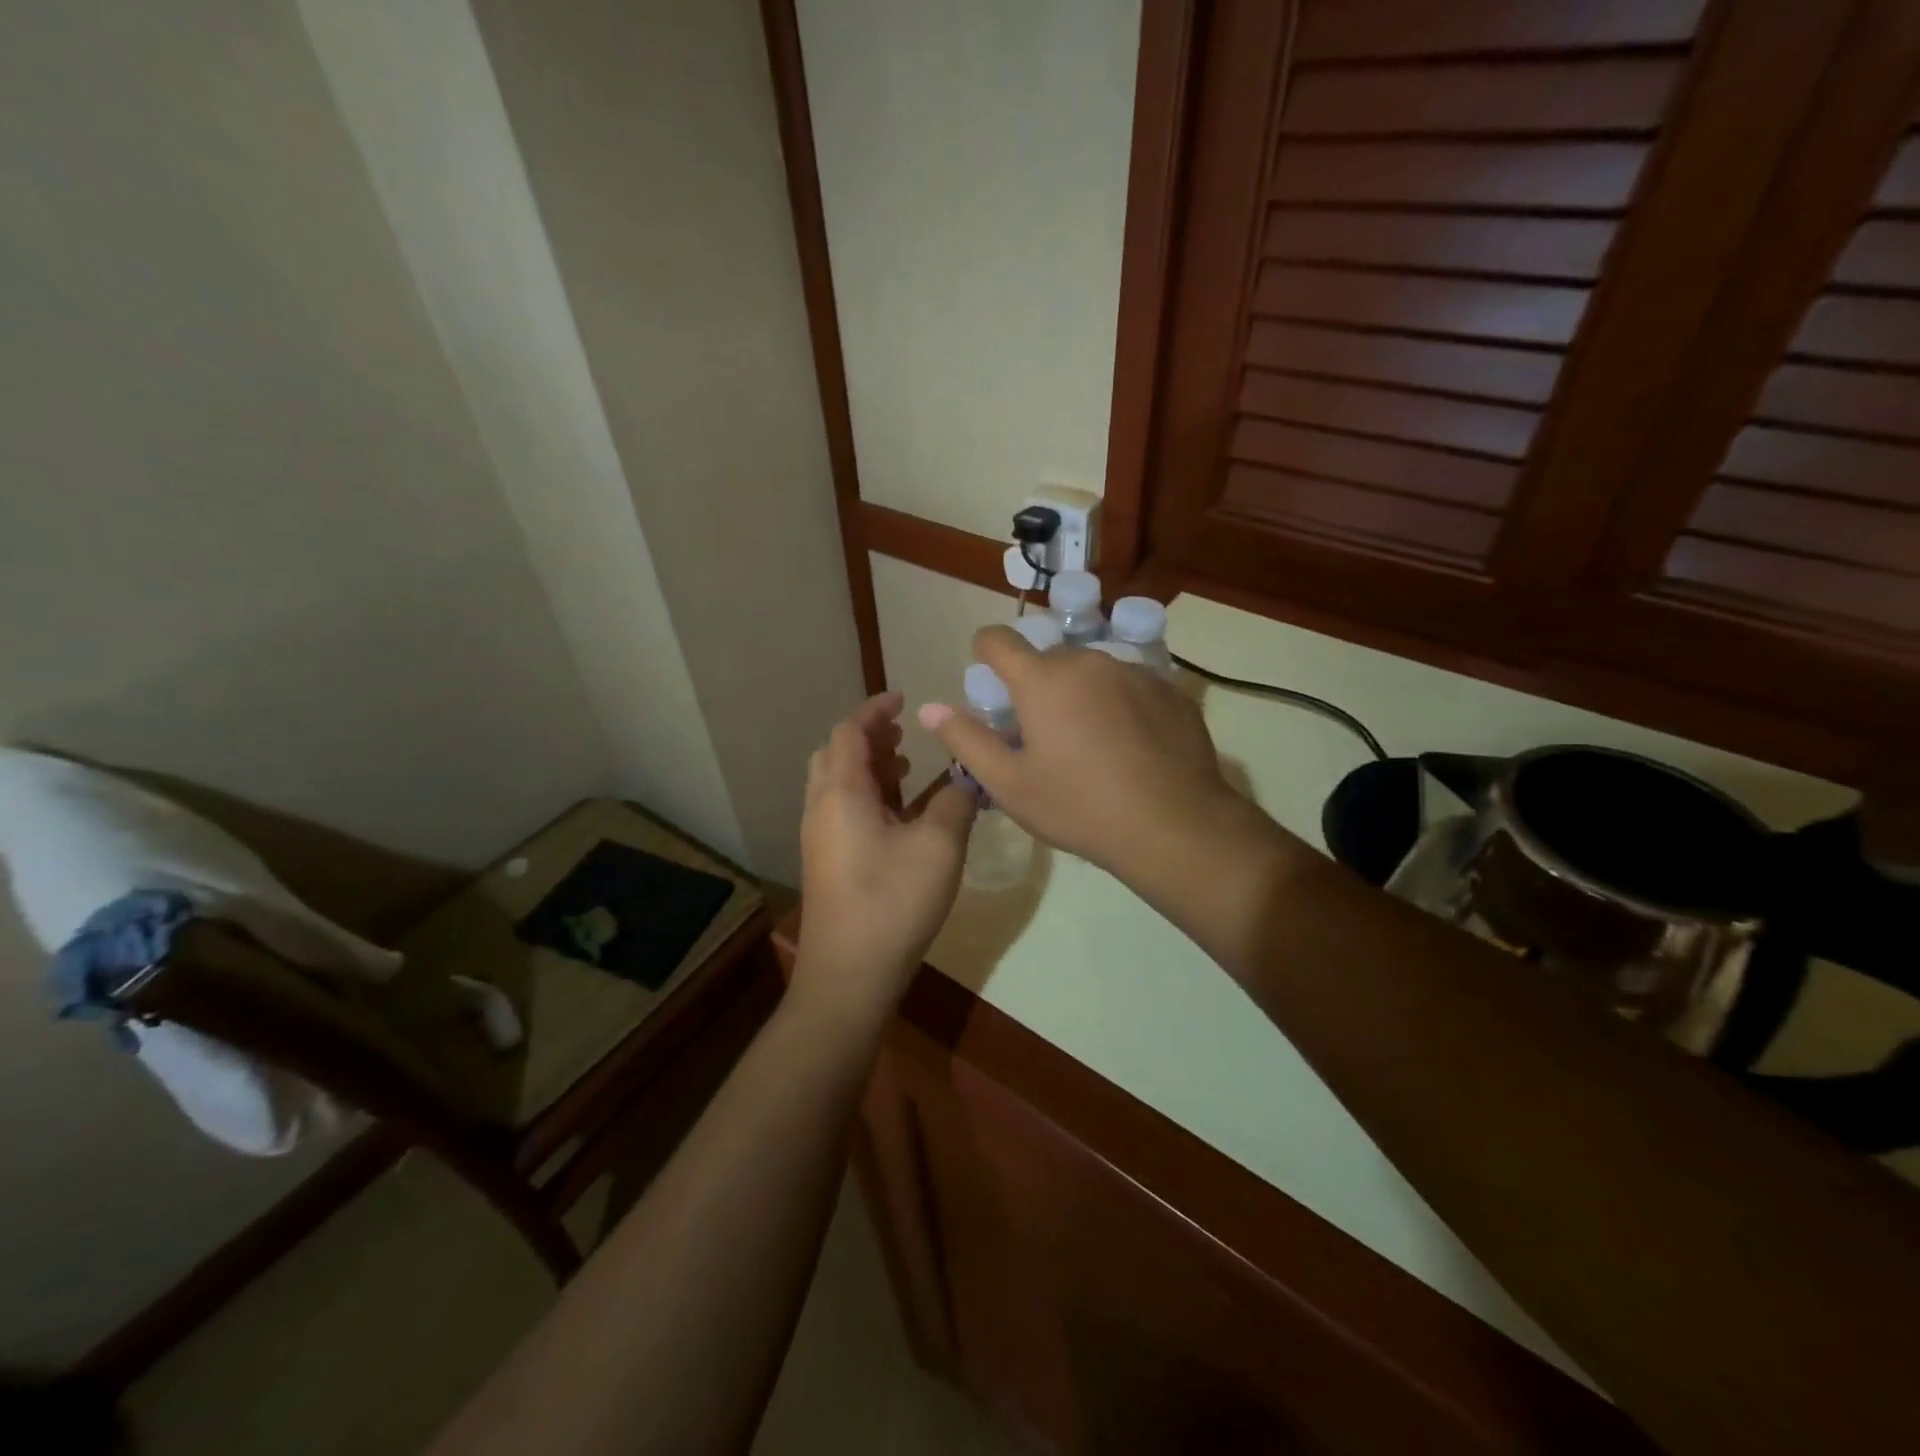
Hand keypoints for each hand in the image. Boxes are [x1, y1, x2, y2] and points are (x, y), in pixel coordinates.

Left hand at [795, 692, 976, 1023]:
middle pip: (837, 754)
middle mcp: (822, 808)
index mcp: (841, 792)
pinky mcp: (827, 862)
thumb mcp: (939, 846)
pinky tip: (902, 815)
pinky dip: (869, 796)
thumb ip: (957, 801)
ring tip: (909, 769)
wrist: (849, 974)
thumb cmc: (893, 902)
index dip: (876, 710)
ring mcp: (821, 837)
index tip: (904, 699)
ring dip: (870, 768)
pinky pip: (843, 810)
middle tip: (907, 736)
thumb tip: (970, 777)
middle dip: (870, 738)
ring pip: (839, 784)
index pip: (849, 731)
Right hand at [918, 627, 1257, 887]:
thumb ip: (966, 740)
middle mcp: (1089, 661)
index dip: (985, 654)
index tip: (990, 684)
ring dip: (1081, 696)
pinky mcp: (1172, 691)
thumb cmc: (1080, 807)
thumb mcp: (1010, 784)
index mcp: (1043, 679)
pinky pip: (1131, 687)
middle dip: (1038, 687)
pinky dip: (1121, 706)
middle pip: (1048, 660)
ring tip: (1092, 746)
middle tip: (1043, 736)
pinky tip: (1131, 749)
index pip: (998, 639)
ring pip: (1093, 673)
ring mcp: (1136, 672)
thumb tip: (929, 709)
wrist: (1175, 826)